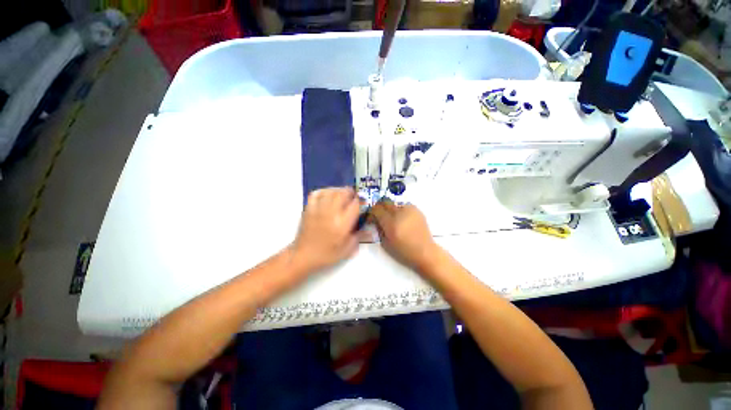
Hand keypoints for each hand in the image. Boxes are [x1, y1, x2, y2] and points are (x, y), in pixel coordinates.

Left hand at [291, 187, 360, 273]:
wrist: (303, 256)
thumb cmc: (327, 255)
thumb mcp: (347, 250)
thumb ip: (359, 236)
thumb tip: (370, 228)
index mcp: (342, 224)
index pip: (355, 205)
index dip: (361, 201)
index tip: (363, 202)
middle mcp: (331, 213)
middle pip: (343, 194)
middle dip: (351, 192)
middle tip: (354, 196)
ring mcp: (318, 209)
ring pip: (331, 191)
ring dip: (339, 190)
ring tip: (343, 194)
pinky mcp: (309, 209)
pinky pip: (317, 193)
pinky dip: (324, 191)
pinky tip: (328, 194)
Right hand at [370, 199, 438, 271]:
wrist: (425, 252)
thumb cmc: (403, 251)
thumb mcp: (385, 243)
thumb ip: (379, 228)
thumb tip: (376, 219)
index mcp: (391, 223)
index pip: (376, 209)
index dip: (372, 212)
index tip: (372, 218)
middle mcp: (400, 213)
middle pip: (385, 202)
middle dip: (380, 208)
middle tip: (380, 216)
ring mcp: (409, 210)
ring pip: (394, 204)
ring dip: (391, 210)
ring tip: (394, 220)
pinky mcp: (417, 210)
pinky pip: (404, 206)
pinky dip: (401, 211)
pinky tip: (403, 220)